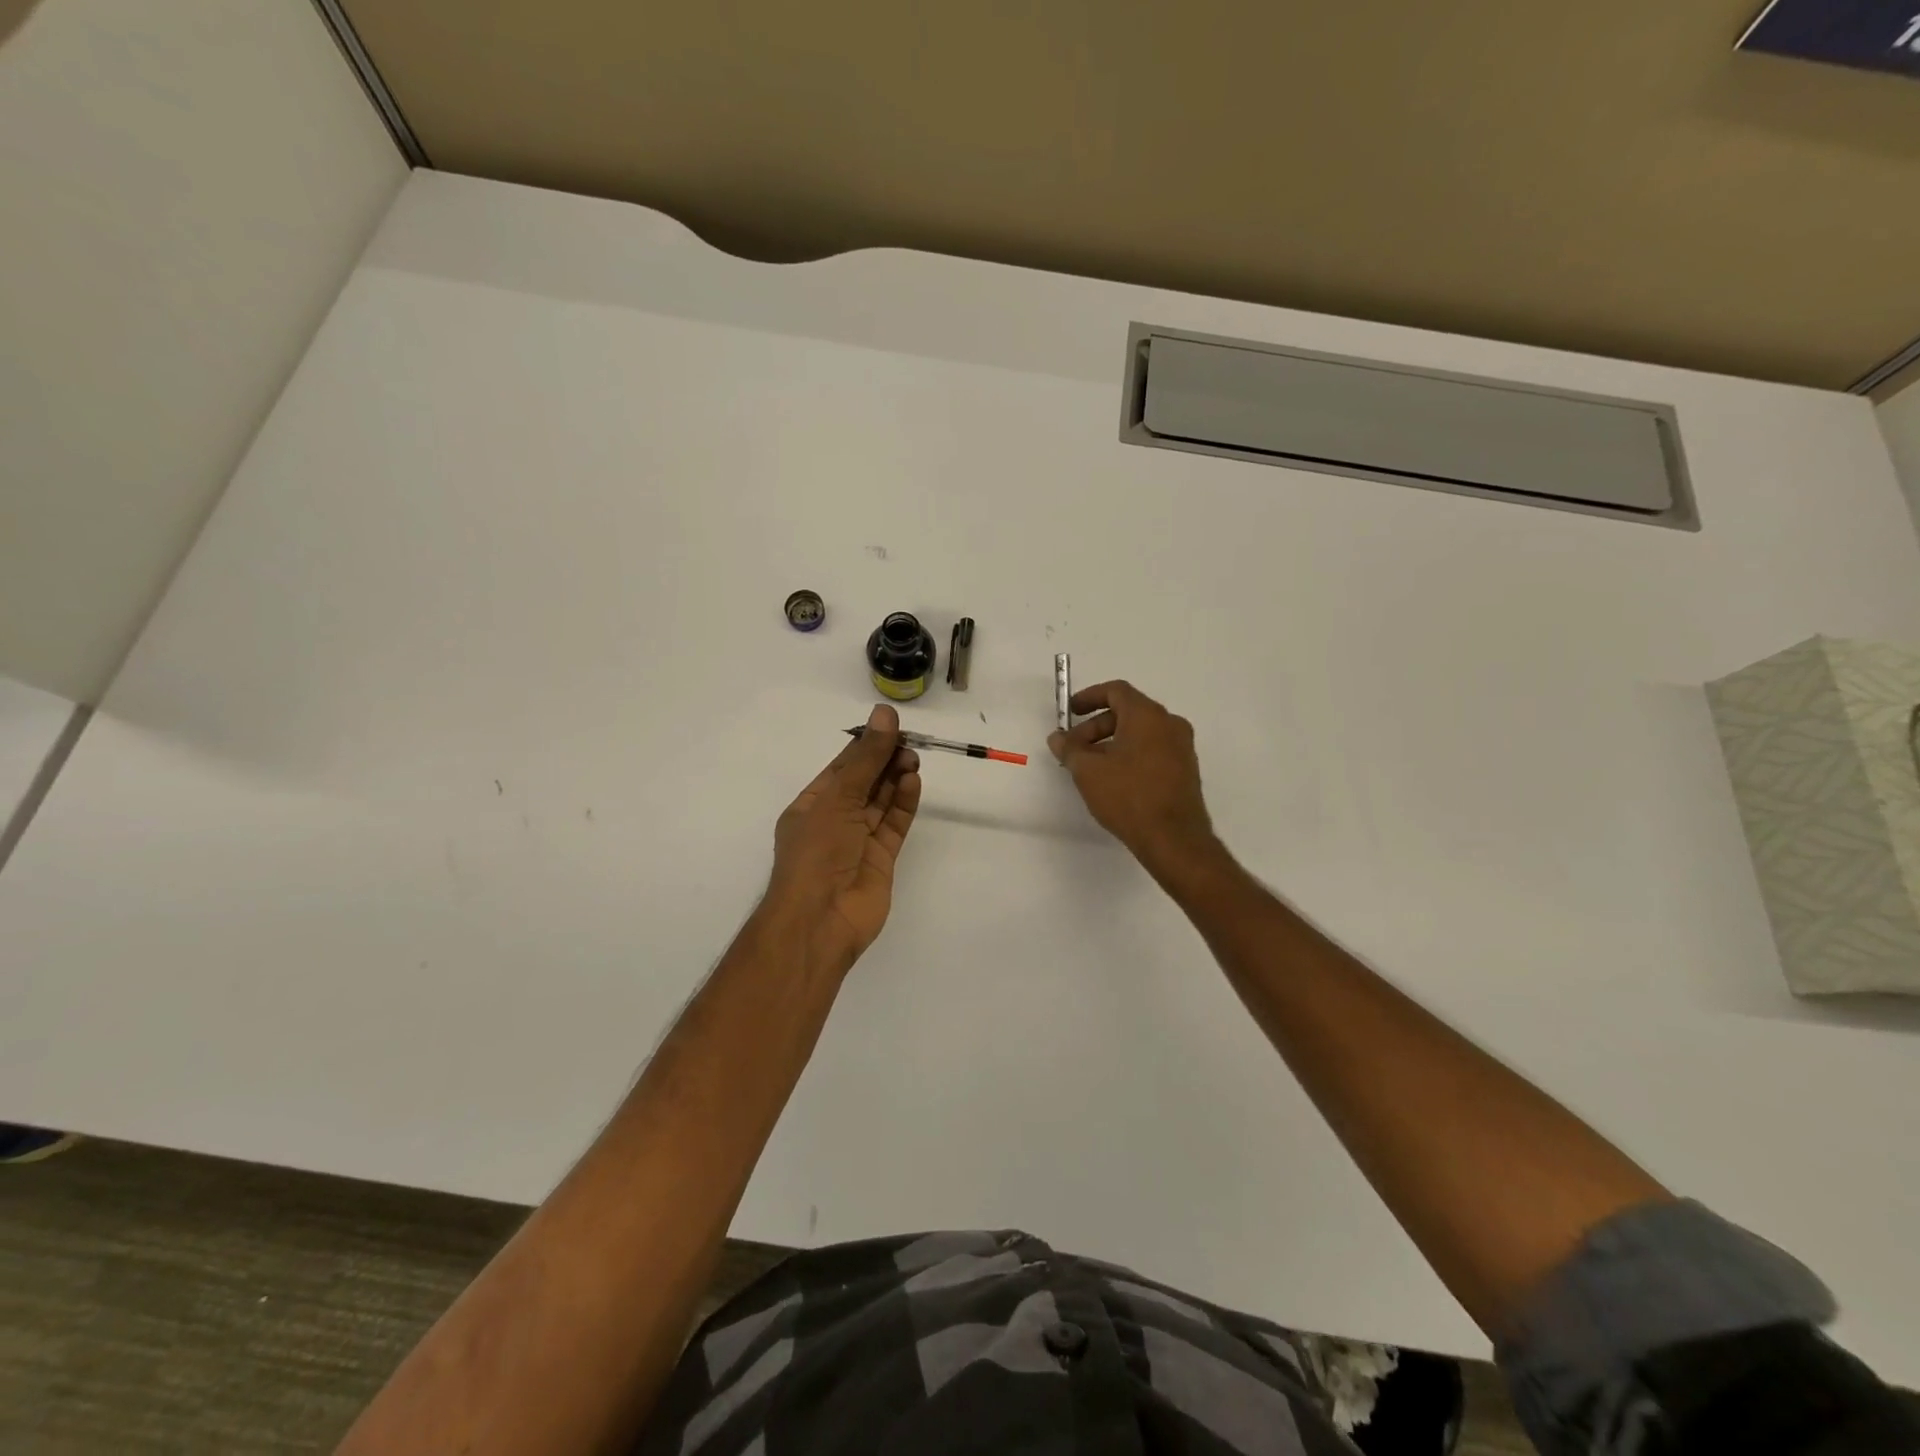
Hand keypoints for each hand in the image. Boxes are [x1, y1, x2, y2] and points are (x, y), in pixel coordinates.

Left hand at [766, 703, 922, 975]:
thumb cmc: (817, 852)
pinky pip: (894, 824)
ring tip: (913, 758)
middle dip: (884, 761)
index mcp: (811, 806)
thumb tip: (884, 714)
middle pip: (864, 782)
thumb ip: (866, 758)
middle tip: (908, 742)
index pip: (841, 768)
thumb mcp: (838, 797)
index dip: (865, 746)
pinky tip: (913, 781)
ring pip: (881, 802)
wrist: (821, 919)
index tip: (890, 726)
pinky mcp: (881, 858)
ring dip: (896, 778)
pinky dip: (904, 803)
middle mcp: (834, 821)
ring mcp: (858, 841)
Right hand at [1048, 681, 1217, 875]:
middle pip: (1127, 712)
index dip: (1089, 697)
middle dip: (1096, 727)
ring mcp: (1182, 747)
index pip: (1116, 691)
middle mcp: (1170, 724)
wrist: (1173, 838)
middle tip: (1074, 749)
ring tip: (1090, 767)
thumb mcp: (1088, 771)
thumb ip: (1070, 749)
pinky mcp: (1185, 770)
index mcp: (1147, 715)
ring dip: (1111, 743)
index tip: (1070, 711)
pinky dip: (1130, 754)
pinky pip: (1152, 750)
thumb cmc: (1128, 796)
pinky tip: (1113, 779)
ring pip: (1140, 733)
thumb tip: (1058, 738)